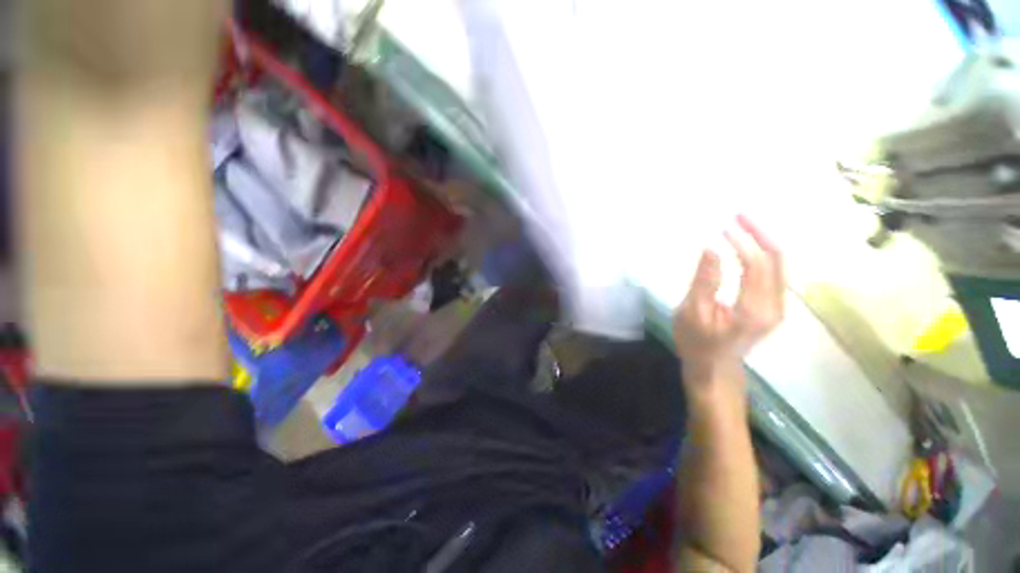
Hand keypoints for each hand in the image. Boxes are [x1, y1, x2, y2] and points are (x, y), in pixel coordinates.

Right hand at [672, 215, 783, 386]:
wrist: (714, 369)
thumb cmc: (696, 343)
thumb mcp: (692, 313)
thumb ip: (704, 281)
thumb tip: (712, 247)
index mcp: (754, 311)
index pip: (757, 266)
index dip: (742, 242)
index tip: (723, 227)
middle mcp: (775, 306)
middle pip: (777, 260)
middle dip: (760, 234)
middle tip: (739, 215)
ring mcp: (778, 307)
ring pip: (780, 265)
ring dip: (764, 241)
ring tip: (743, 224)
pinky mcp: (773, 306)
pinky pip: (774, 273)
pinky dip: (763, 254)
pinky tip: (749, 244)